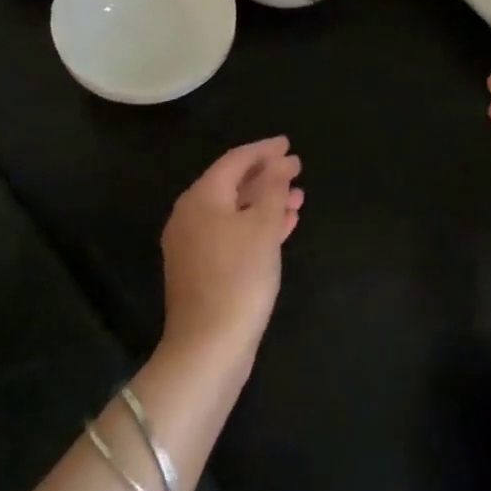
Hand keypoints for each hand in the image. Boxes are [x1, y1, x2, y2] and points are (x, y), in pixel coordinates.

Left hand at [159, 137, 302, 374]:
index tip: (289, 144)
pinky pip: (233, 233)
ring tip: (299, 196)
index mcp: (201, 198)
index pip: (234, 161)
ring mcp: (194, 245)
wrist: (209, 346)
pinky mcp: (203, 269)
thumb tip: (280, 162)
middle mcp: (191, 216)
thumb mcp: (263, 226)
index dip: (264, 150)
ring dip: (266, 201)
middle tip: (297, 168)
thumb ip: (273, 188)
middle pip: (233, 184)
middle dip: (267, 176)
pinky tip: (285, 226)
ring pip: (235, 211)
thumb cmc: (239, 276)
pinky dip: (258, 225)